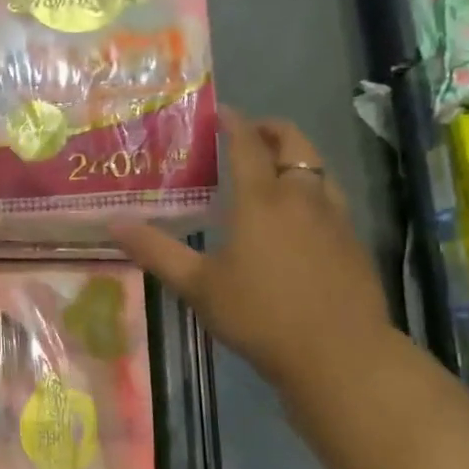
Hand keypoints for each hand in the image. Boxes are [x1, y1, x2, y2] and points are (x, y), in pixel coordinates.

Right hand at [112, 110, 393, 391]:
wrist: (339, 355)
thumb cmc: (260, 315)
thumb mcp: (198, 286)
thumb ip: (157, 251)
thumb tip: (114, 224)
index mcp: (261, 201)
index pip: (247, 145)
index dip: (234, 123)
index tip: (221, 112)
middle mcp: (301, 198)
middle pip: (294, 144)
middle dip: (272, 130)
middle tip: (250, 132)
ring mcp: (334, 219)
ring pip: (319, 169)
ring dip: (296, 157)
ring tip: (275, 169)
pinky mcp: (354, 242)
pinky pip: (332, 198)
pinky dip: (313, 189)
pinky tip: (301, 217)